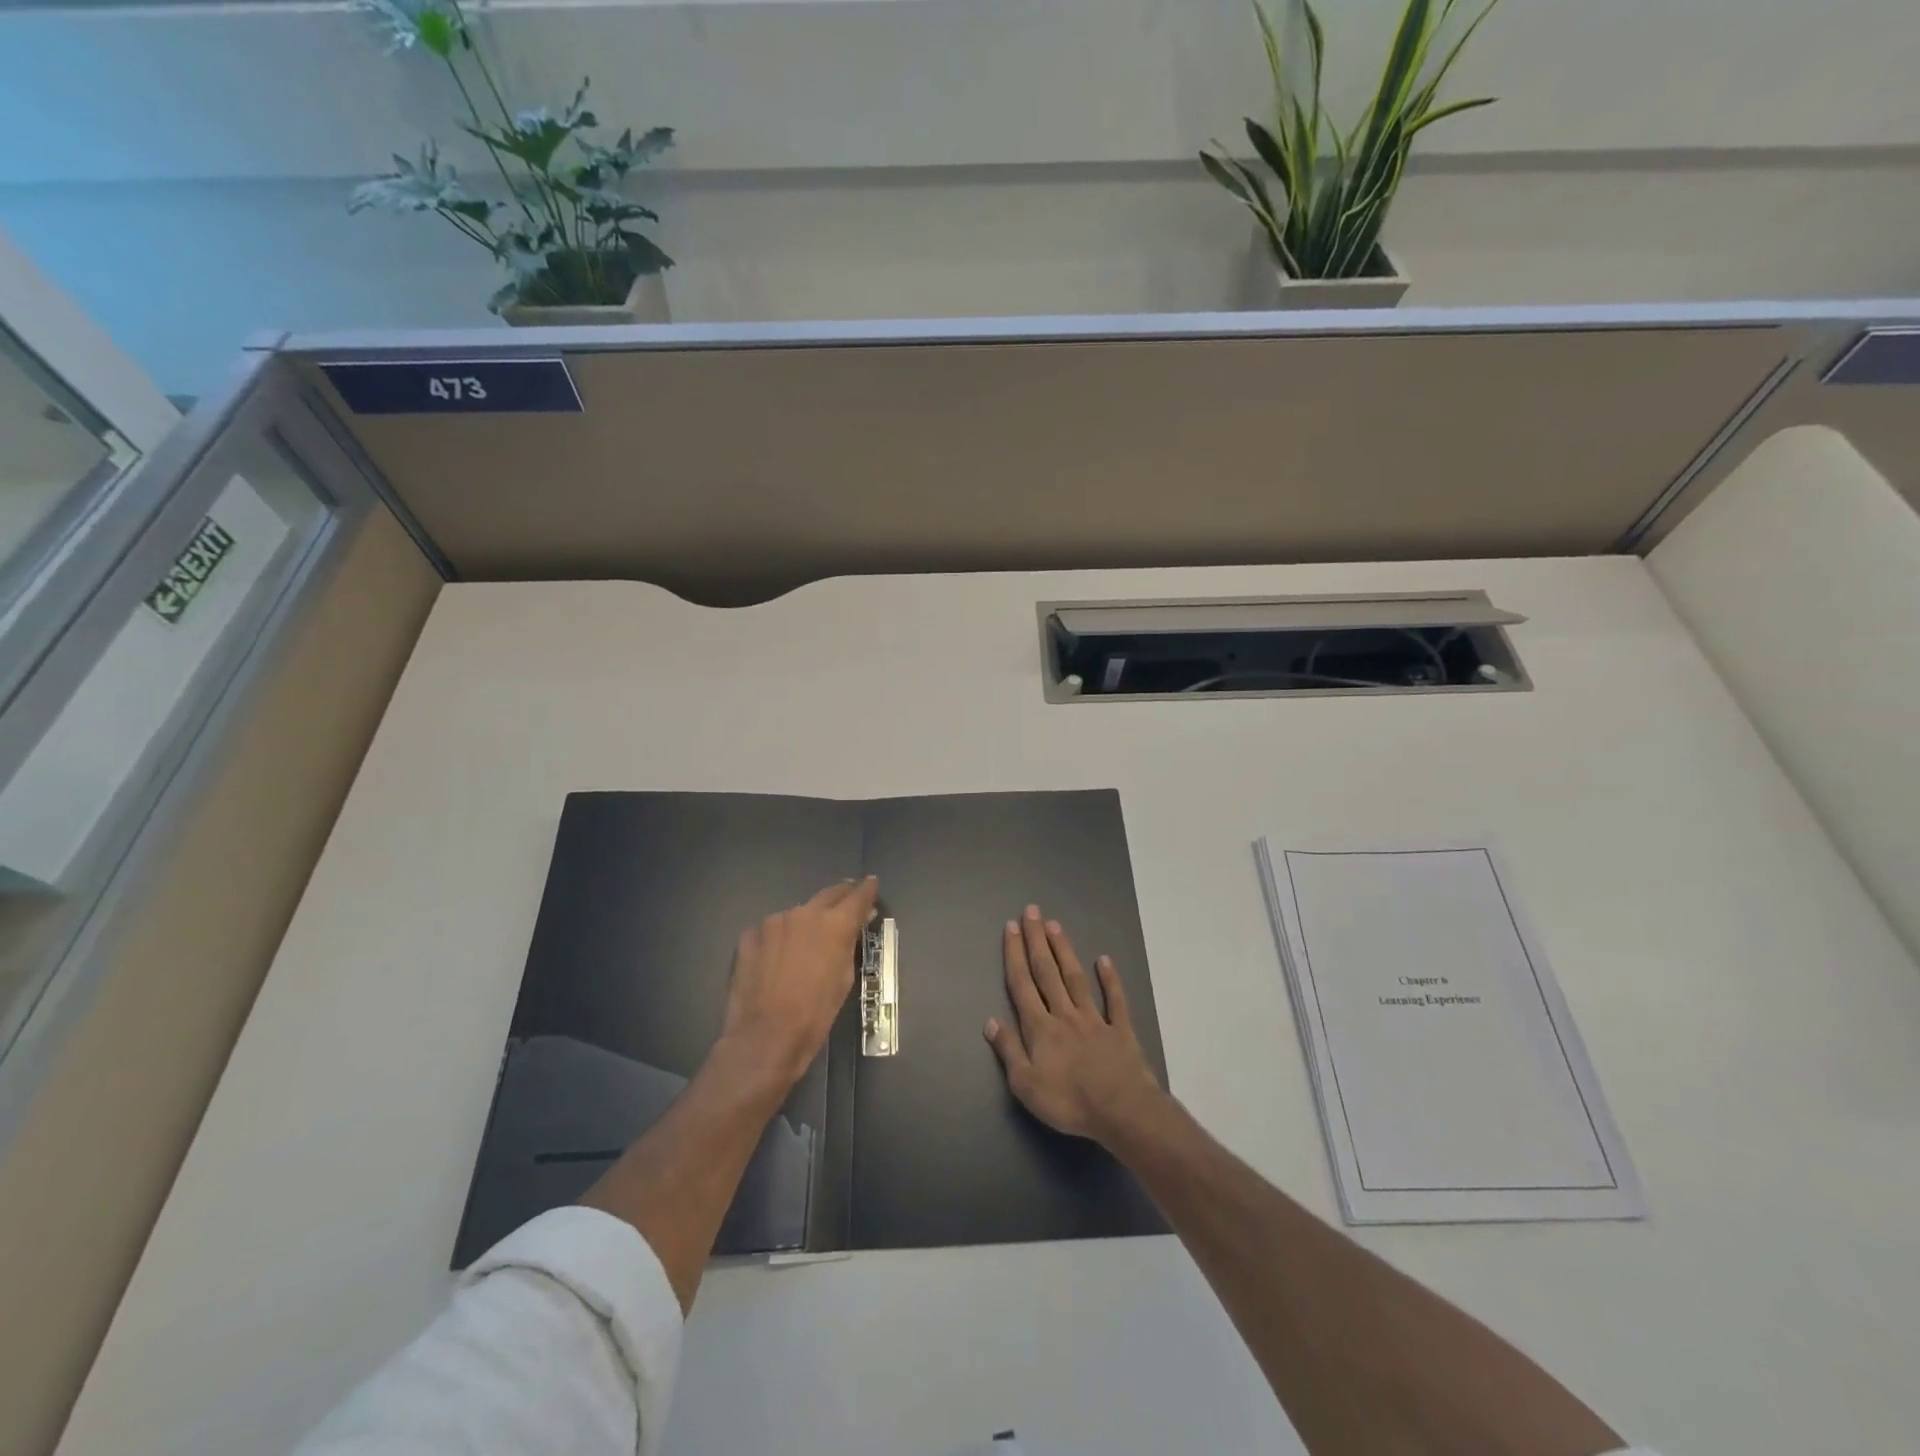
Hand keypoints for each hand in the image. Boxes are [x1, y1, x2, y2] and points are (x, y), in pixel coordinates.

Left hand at [718, 876, 877, 1090]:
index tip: (872, 884)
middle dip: (841, 896)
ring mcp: (773, 922)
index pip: (858, 895)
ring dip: (806, 922)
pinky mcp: (749, 935)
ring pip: (797, 914)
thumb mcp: (844, 979)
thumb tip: (853, 927)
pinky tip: (777, 959)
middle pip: (828, 894)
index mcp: (834, 924)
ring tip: (806, 941)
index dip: (868, 889)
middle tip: (847, 900)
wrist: (765, 1037)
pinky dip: (779, 938)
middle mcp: (804, 913)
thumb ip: (848, 944)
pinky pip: (771, 930)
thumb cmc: (815, 1014)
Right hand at [985, 904, 1165, 1144]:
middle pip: (1047, 972)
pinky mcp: (1120, 1029)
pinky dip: (1110, 979)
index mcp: (1040, 1028)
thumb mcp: (1025, 1085)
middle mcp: (1064, 1014)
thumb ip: (1008, 1050)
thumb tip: (990, 1020)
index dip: (1015, 955)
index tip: (1012, 927)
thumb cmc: (1068, 1102)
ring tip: (1055, 925)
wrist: (1121, 1111)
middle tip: (1032, 911)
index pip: (1022, 985)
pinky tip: (1104, 960)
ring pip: (1076, 978)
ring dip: (1064, 950)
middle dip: (1037, 941)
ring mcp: (1094, 1019)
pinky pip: (1115, 1000)